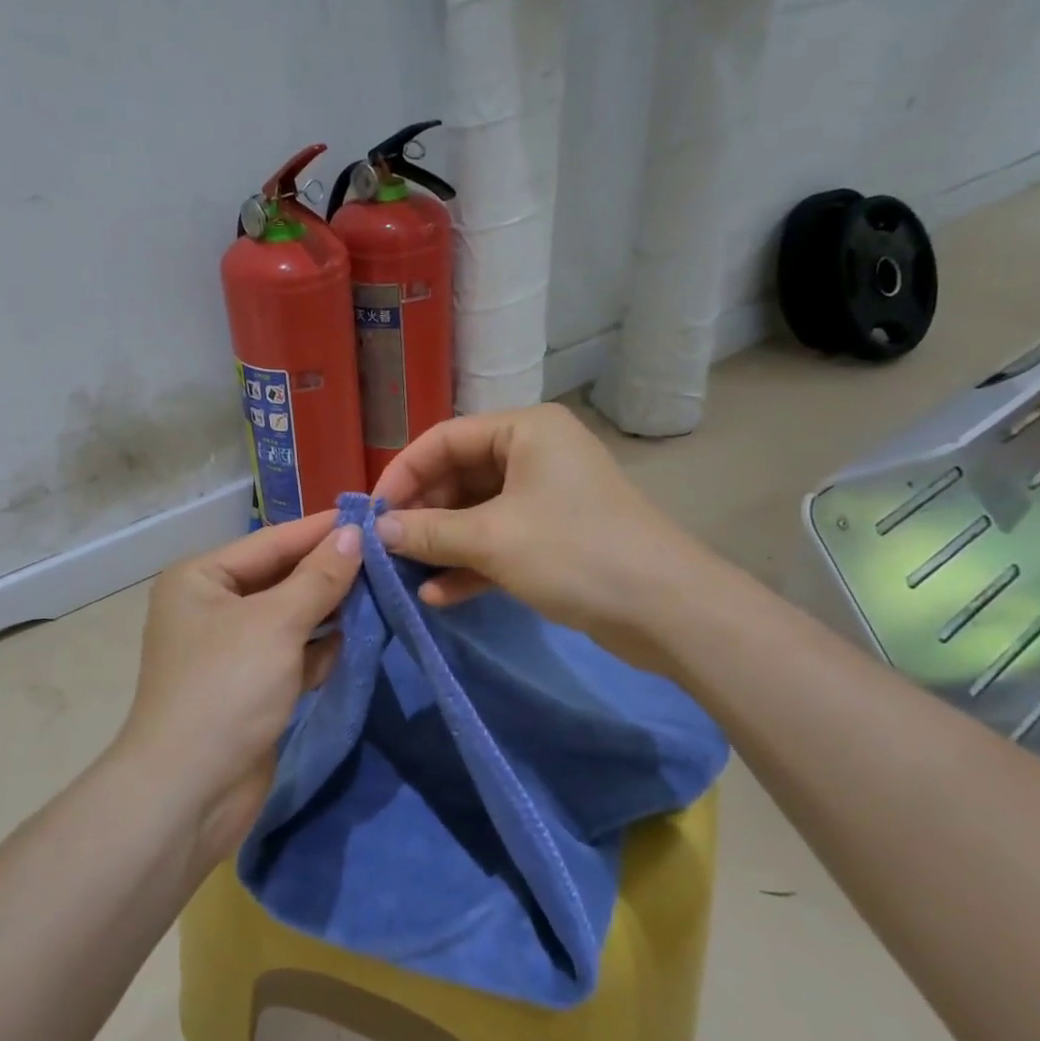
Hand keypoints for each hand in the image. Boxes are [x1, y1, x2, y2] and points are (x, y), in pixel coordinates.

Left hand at [115, 512, 362, 869]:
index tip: (373, 515)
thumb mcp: (276, 623)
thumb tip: (356, 533)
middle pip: (282, 578)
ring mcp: (231, 650)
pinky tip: (359, 637)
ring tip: (384, 590)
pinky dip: (321, 648)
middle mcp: (212, 607)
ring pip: (291, 617)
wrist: (189, 793)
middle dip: (330, 571)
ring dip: (331, 609)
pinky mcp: (251, 687)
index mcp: (201, 578)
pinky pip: (293, 654)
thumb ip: (319, 577)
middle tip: (387, 555)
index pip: (272, 541)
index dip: (322, 530)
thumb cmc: (227, 688)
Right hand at [372, 403, 709, 659]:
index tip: (371, 513)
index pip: (444, 439)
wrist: (667, 610)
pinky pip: (498, 541)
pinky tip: (438, 595)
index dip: (403, 473)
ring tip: (405, 574)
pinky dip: (469, 564)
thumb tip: (377, 530)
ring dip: (441, 543)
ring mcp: (545, 498)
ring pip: (476, 512)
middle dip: (422, 514)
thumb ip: (429, 531)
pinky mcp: (553, 538)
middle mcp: (534, 454)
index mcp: (525, 430)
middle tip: (386, 548)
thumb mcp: (493, 539)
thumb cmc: (575, 552)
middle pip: (459, 476)